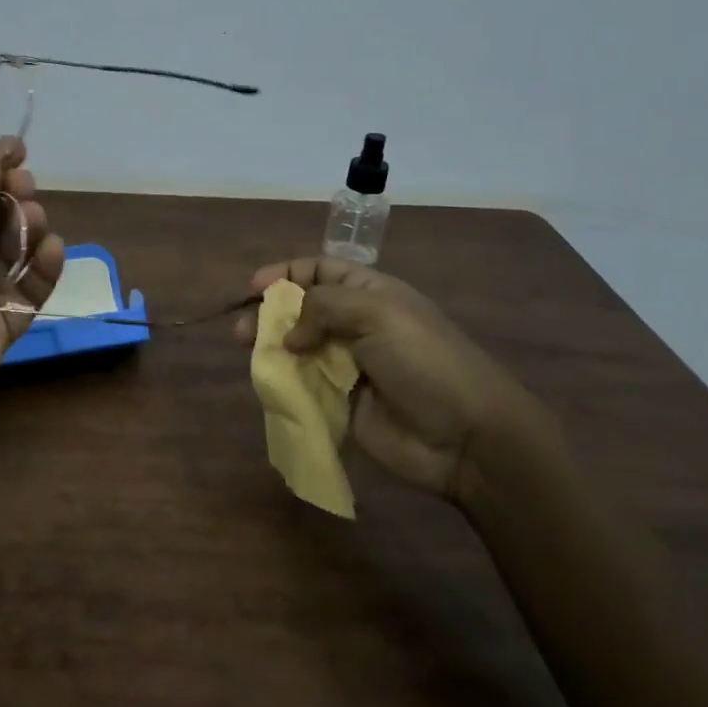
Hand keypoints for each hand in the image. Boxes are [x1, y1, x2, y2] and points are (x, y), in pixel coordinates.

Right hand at [236, 257, 548, 501]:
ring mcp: (347, 367)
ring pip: (296, 348)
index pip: (319, 271)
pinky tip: (268, 383)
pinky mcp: (340, 405)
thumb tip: (288, 333)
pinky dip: (282, 383)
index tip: (253, 287)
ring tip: (249, 355)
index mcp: (369, 294)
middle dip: (269, 313)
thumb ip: (322, 307)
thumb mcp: (376, 313)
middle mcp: (355, 326)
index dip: (285, 274)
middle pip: (301, 309)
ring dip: (271, 348)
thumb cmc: (424, 360)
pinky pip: (302, 387)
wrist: (465, 436)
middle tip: (242, 331)